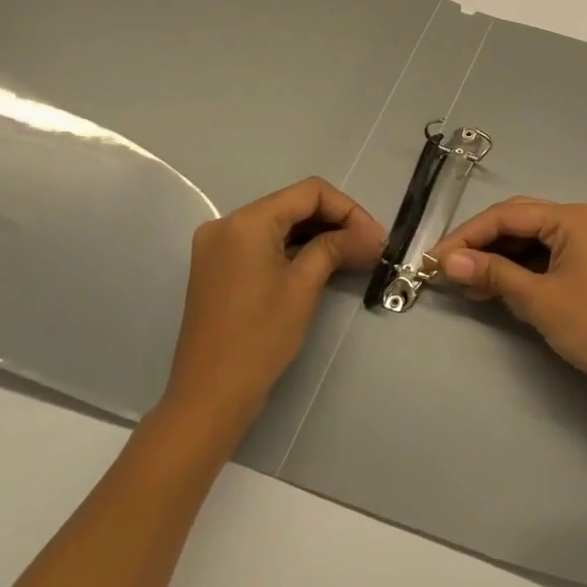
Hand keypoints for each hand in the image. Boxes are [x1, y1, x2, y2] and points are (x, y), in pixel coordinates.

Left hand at [162, 177, 383, 431]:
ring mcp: (219, 247)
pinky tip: (323, 266)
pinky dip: (295, 250)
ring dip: (318, 236)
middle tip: (370, 249)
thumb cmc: (260, 336)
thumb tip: (372, 235)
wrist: (211, 393)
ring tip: (353, 258)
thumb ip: (336, 248)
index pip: (309, 192)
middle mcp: (227, 224)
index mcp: (246, 221)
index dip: (349, 209)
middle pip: (293, 205)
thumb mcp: (303, 286)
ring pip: (280, 225)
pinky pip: (264, 245)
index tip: (375, 238)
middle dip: (336, 222)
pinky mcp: (219, 269)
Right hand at [432, 198, 586, 407]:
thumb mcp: (538, 298)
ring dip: (499, 259)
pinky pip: (548, 258)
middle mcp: (584, 221)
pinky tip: (494, 287)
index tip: (435, 259)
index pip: (509, 215)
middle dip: (481, 244)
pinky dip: (521, 271)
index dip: (467, 235)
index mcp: (574, 218)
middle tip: (446, 268)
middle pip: (520, 222)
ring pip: (533, 241)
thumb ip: (492, 273)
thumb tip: (447, 261)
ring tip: (464, 283)